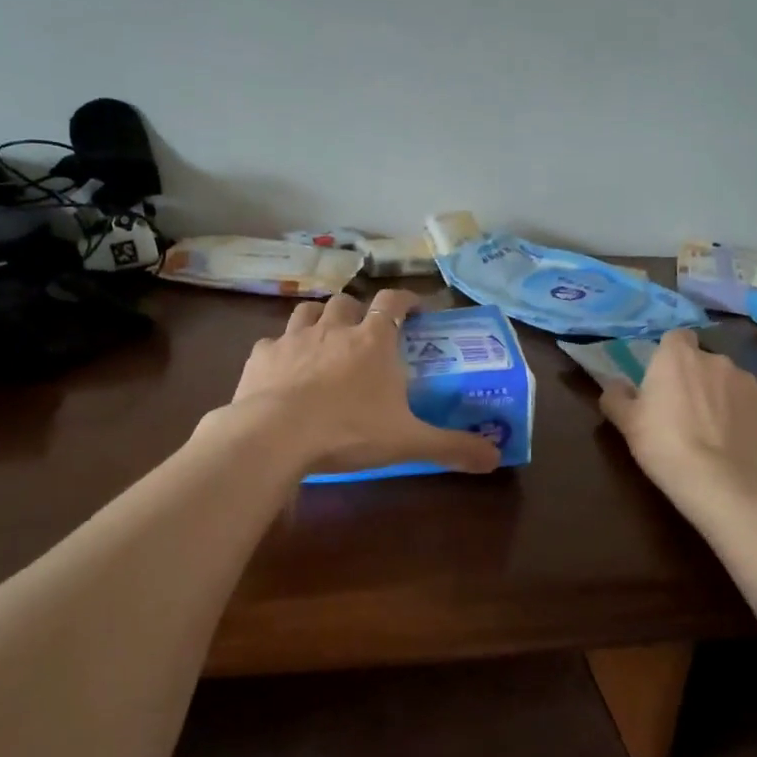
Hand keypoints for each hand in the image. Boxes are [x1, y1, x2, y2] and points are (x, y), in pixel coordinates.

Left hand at [223, 289, 501, 476]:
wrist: (275, 435)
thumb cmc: (349, 431)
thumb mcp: (408, 442)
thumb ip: (451, 446)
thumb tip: (495, 457)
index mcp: (372, 341)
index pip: (393, 302)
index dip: (405, 300)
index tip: (415, 308)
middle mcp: (334, 329)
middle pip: (347, 302)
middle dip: (358, 311)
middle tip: (365, 332)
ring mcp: (294, 338)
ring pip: (308, 311)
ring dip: (319, 320)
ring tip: (325, 339)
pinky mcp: (262, 356)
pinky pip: (273, 342)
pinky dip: (282, 350)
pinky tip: (283, 369)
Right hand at [599, 330, 756, 503]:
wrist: (718, 480)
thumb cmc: (663, 444)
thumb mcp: (626, 422)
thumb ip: (616, 396)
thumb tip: (614, 385)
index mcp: (677, 356)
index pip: (676, 337)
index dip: (671, 354)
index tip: (664, 377)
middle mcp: (715, 359)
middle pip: (703, 360)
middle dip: (695, 377)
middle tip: (683, 409)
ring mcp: (747, 381)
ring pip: (728, 381)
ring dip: (719, 395)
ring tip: (711, 428)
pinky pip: (749, 402)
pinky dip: (741, 413)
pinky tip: (731, 439)